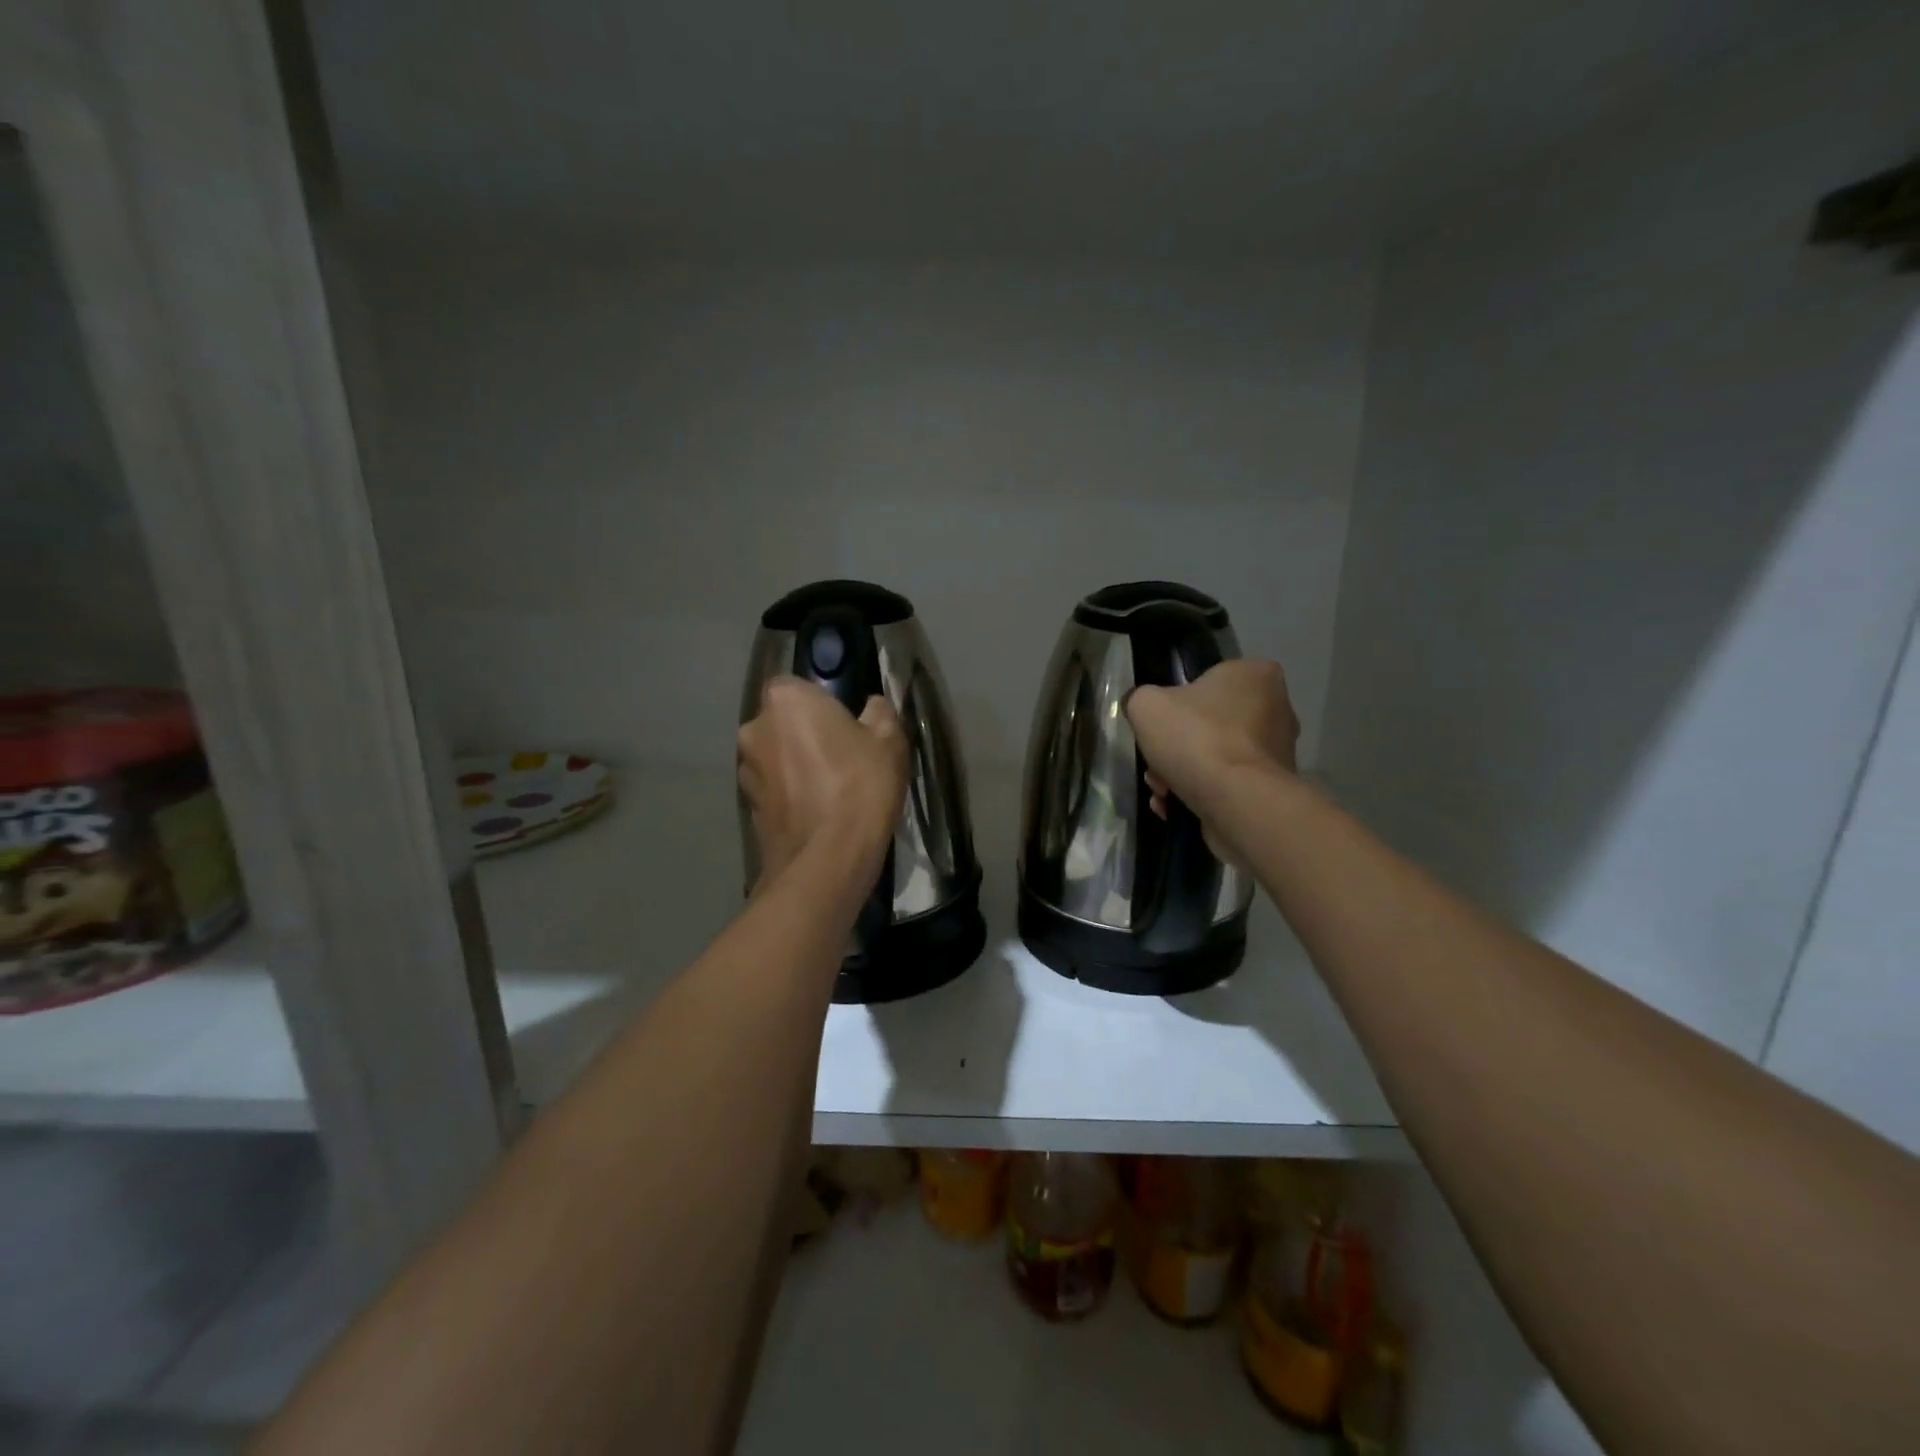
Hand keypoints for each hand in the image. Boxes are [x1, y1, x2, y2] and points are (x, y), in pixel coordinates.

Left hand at [738, 677, 907, 889]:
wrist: (827, 859)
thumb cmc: (860, 786)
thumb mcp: (889, 740)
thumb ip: (880, 713)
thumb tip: (873, 706)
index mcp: (785, 700)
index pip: (797, 686)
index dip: (822, 703)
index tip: (846, 723)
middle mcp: (754, 728)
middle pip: (783, 722)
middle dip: (806, 734)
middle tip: (843, 756)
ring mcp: (746, 770)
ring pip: (776, 756)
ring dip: (796, 765)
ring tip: (831, 790)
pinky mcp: (747, 807)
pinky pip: (774, 789)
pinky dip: (791, 795)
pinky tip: (818, 814)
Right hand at [1126, 659, 1298, 863]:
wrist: (1236, 801)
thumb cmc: (1196, 738)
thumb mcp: (1146, 705)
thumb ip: (1141, 699)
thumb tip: (1144, 710)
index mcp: (1254, 674)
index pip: (1208, 680)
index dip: (1176, 703)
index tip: (1159, 724)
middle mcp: (1276, 708)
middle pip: (1209, 724)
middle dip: (1176, 748)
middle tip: (1155, 764)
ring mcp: (1277, 751)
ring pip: (1214, 757)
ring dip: (1181, 774)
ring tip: (1161, 792)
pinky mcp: (1271, 788)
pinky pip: (1226, 784)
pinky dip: (1199, 794)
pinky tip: (1174, 807)